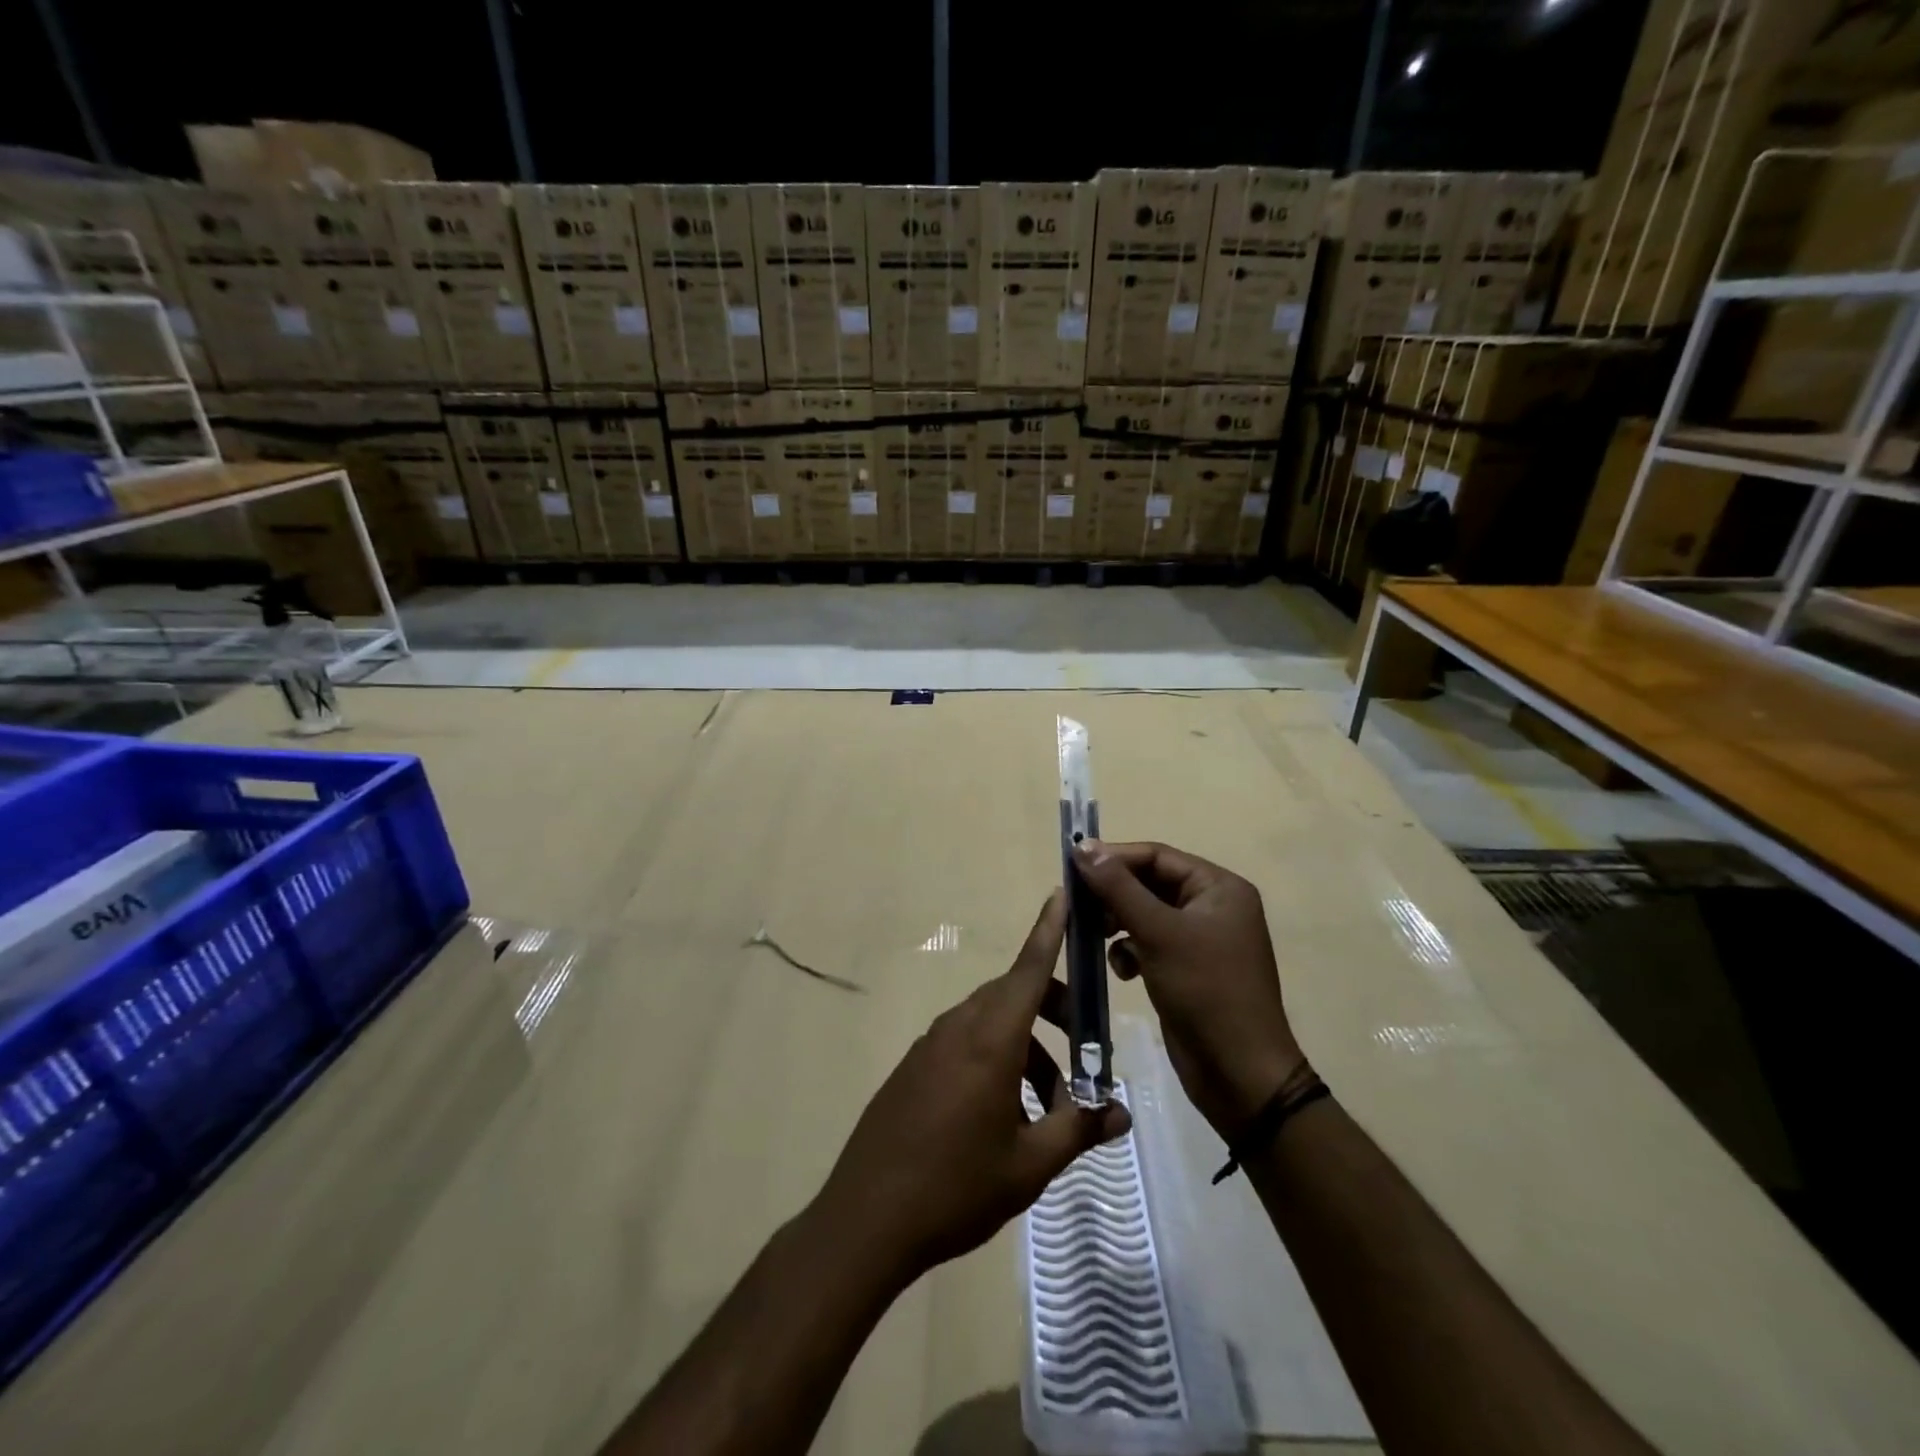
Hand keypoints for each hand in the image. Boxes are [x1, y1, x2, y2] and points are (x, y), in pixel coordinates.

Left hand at [812, 891, 1131, 1285]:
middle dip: (1055, 1012)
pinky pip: (966, 1042)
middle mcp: (959, 1027)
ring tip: (1050, 1108)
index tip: (1062, 893)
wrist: (866, 1218)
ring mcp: (931, 1044)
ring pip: (992, 1022)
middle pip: (1016, 995)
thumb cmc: (956, 1187)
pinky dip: (998, 1059)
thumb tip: (1121, 1112)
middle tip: (1087, 1053)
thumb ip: (1078, 1128)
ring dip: (1028, 1047)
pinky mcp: (915, 1065)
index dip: (1049, 930)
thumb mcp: (1029, 1165)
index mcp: (990, 1038)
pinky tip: (1006, 1114)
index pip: (1028, 968)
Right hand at [1073, 840, 1310, 1137]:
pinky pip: (1149, 943)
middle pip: (1150, 883)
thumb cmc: (1205, 991)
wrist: (1239, 1075)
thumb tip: (1083, 845)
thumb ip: (1118, 887)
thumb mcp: (1159, 933)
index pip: (1157, 856)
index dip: (1114, 858)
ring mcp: (1201, 939)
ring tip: (1096, 937)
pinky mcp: (1187, 968)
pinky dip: (1130, 950)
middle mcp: (1213, 906)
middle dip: (1114, 895)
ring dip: (1118, 923)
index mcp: (1219, 888)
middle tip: (1078, 906)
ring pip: (1145, 914)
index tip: (1073, 867)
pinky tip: (1123, 970)